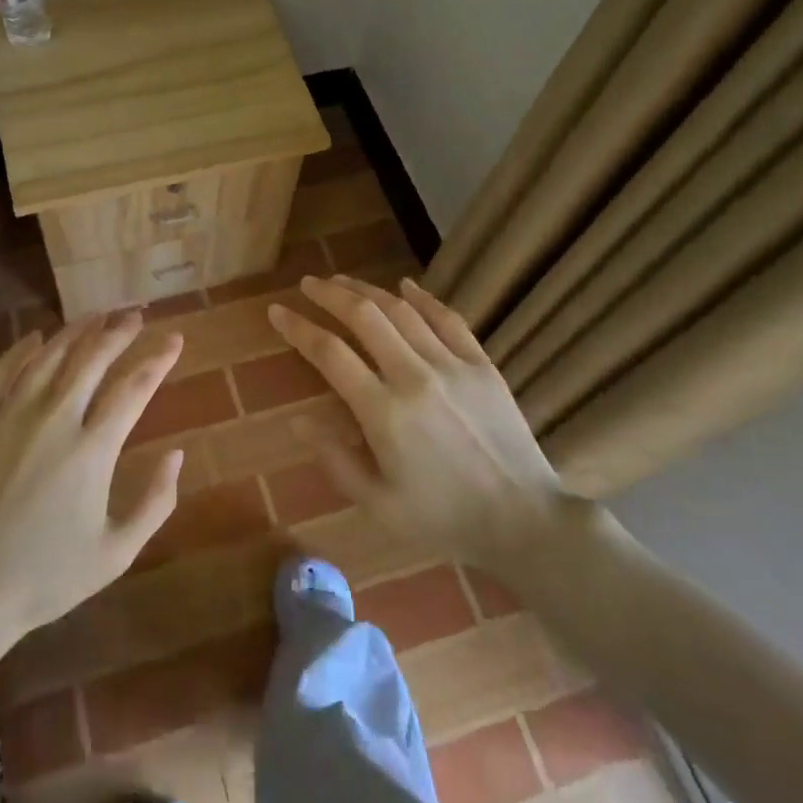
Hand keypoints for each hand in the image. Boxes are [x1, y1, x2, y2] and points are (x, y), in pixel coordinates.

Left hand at [0, 311, 184, 667]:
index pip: (134, 387)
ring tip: (97, 315)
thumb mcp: (117, 552)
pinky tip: (38, 337)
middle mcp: (54, 419)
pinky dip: (23, 348)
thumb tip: (178, 454)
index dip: (158, 359)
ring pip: (50, 355)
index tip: (175, 339)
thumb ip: (156, 501)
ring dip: (77, 330)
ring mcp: (10, 415)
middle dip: (119, 330)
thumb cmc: (48, 576)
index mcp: (92, 450)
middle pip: (92, 358)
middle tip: (136, 315)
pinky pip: (3, 369)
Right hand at [268, 274, 565, 572]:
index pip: (329, 353)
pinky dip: (422, 298)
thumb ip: (335, 460)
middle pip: (364, 317)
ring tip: (343, 280)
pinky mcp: (482, 365)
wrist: (524, 521)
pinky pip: (448, 319)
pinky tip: (404, 285)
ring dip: (367, 290)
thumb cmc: (444, 519)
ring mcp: (452, 366)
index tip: (277, 311)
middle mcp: (414, 376)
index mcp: (383, 412)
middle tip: (309, 284)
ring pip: (401, 311)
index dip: (299, 328)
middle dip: (330, 294)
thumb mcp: (379, 504)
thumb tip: (298, 420)